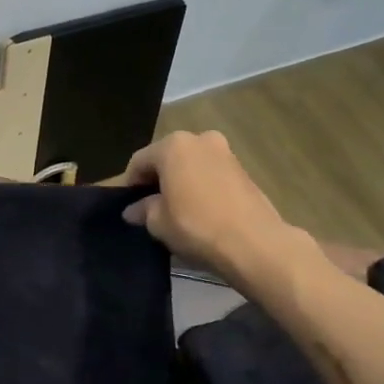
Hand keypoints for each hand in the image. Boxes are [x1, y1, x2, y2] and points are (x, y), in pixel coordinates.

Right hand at [121, 129, 316, 280]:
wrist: (255, 243)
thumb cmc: (196, 226)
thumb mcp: (158, 222)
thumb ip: (142, 210)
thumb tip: (133, 210)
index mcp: (173, 145)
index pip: (140, 161)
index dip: (130, 185)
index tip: (129, 206)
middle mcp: (199, 139)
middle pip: (167, 158)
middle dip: (158, 180)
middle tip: (151, 207)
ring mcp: (225, 152)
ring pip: (191, 165)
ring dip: (181, 182)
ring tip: (177, 210)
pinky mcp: (244, 170)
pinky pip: (211, 174)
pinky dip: (201, 187)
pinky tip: (200, 210)